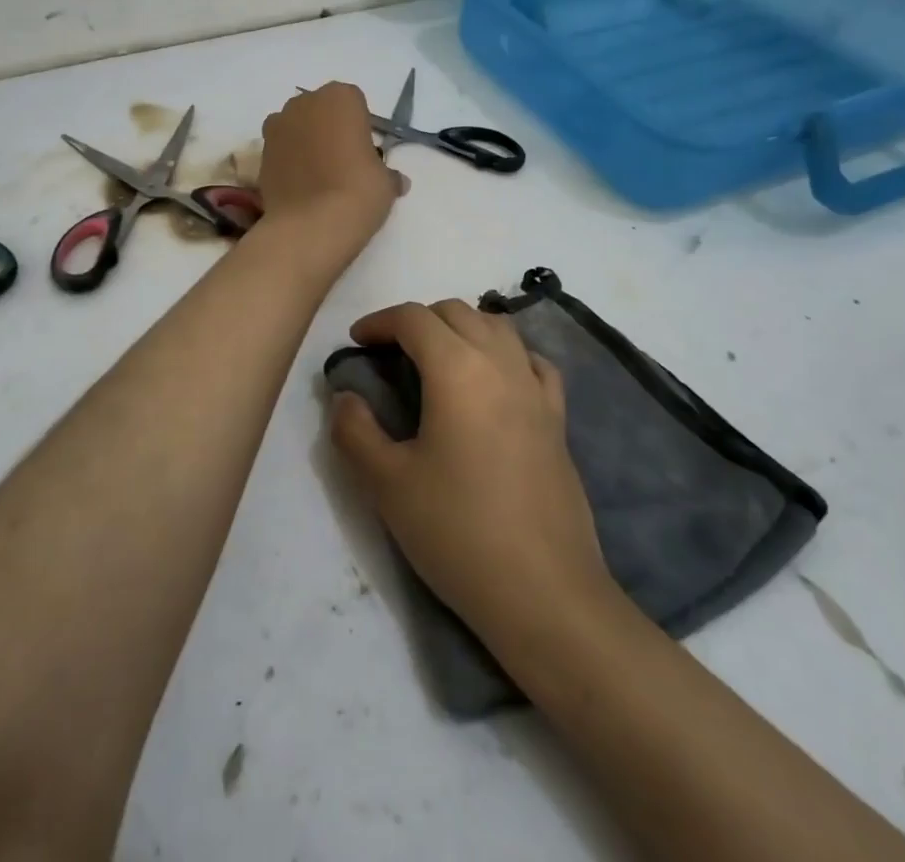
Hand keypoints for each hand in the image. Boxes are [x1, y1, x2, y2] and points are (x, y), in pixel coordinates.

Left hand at [256, 83, 403, 262]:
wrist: (310, 225)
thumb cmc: (358, 191)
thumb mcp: (385, 182)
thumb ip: (387, 173)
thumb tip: (395, 180)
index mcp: (340, 97)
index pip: (354, 103)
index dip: (359, 128)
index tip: (364, 153)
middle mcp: (304, 102)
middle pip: (320, 111)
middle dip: (329, 130)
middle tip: (343, 163)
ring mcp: (277, 126)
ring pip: (297, 128)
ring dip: (306, 143)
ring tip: (319, 177)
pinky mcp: (260, 153)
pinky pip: (280, 150)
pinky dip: (289, 162)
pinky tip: (300, 187)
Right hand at [329, 301, 607, 641]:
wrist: (543, 591)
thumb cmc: (457, 531)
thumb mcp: (386, 484)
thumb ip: (355, 430)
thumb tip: (346, 397)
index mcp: (457, 369)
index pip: (414, 318)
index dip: (379, 321)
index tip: (357, 342)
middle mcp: (500, 363)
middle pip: (457, 312)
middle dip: (418, 320)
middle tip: (391, 353)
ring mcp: (535, 389)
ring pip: (497, 327)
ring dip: (462, 328)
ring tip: (438, 359)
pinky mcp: (557, 418)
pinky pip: (533, 362)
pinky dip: (507, 354)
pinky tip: (495, 380)